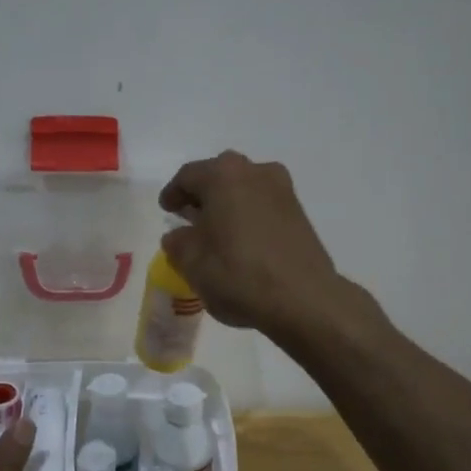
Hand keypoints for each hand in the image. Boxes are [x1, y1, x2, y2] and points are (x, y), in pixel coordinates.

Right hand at [157, 150, 352, 341]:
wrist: (304, 299)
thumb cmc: (238, 274)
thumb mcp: (191, 262)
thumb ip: (177, 242)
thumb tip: (178, 236)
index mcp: (223, 175)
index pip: (188, 176)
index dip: (173, 193)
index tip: (166, 209)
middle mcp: (255, 171)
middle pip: (219, 177)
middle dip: (202, 195)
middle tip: (188, 217)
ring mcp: (282, 190)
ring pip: (244, 189)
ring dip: (227, 205)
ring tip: (215, 231)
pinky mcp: (299, 212)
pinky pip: (263, 205)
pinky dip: (248, 216)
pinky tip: (241, 241)